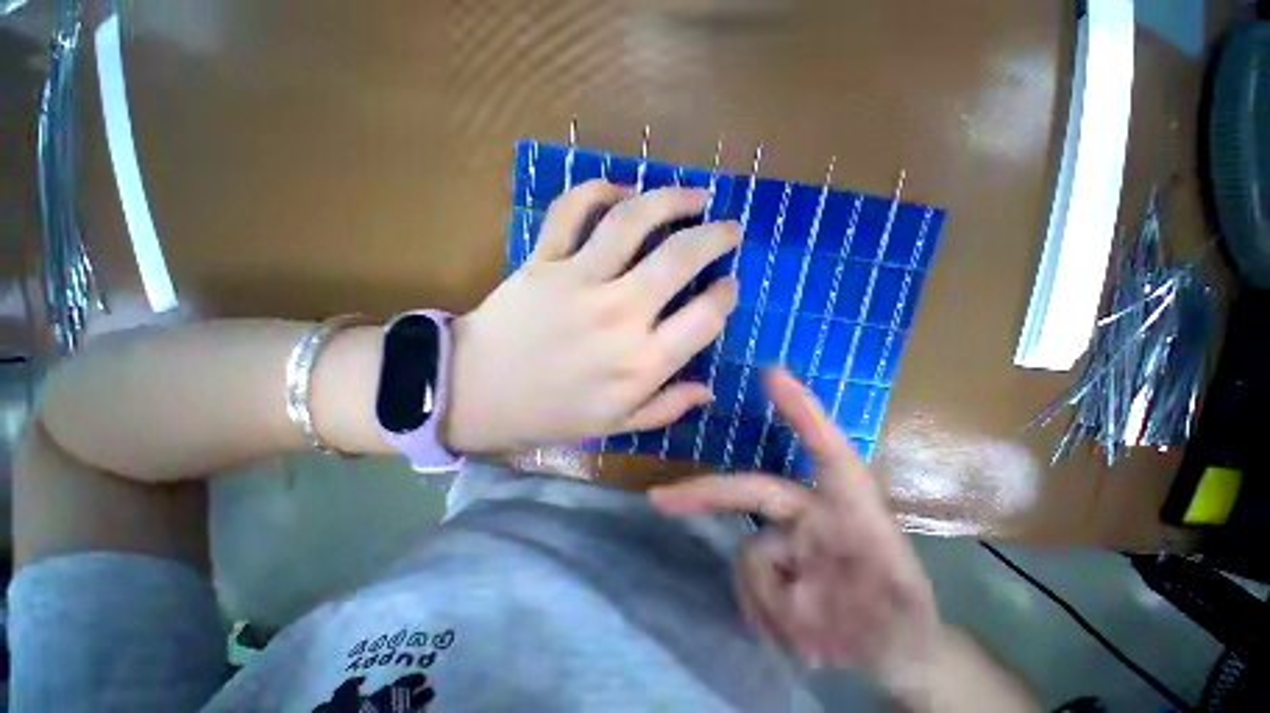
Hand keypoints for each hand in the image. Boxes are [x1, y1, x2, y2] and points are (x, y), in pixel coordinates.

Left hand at [443, 180, 739, 453]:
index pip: (705, 318)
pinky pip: (572, 211)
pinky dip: (598, 190)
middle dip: (716, 236)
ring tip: (695, 195)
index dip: (725, 296)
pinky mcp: (542, 261)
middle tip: (729, 227)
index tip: (728, 285)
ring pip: (633, 221)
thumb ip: (666, 407)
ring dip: (671, 199)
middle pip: (679, 258)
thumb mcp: (616, 424)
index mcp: (640, 362)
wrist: (475, 395)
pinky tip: (622, 189)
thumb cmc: (550, 416)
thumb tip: (707, 390)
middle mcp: (618, 315)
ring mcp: (578, 281)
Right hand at [649, 368, 941, 699]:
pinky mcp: (776, 560)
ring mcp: (789, 535)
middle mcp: (812, 512)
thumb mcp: (901, 623)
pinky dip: (761, 611)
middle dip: (704, 492)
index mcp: (852, 512)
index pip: (827, 452)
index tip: (773, 373)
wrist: (891, 651)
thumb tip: (787, 585)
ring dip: (768, 605)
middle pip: (750, 490)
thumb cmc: (902, 623)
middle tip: (660, 500)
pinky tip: (794, 638)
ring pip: (748, 554)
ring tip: (807, 646)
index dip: (802, 411)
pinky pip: (748, 579)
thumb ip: (839, 597)